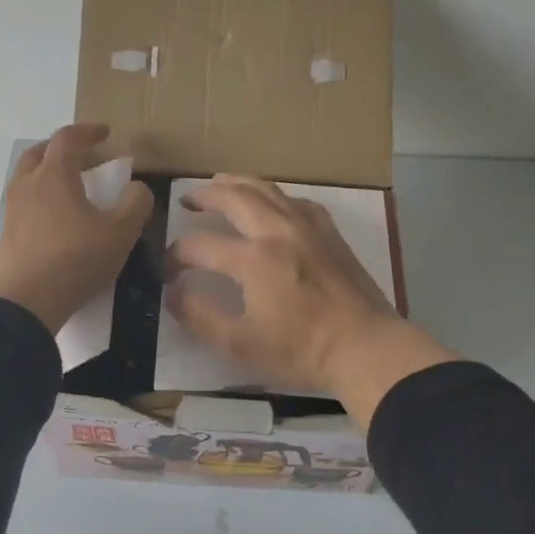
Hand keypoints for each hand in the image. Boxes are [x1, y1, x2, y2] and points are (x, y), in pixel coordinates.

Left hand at [0, 124, 154, 333]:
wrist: (27, 300)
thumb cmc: (77, 260)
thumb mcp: (121, 233)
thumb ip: (136, 204)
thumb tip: (137, 188)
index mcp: (54, 175)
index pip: (68, 138)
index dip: (88, 132)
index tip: (106, 133)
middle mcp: (28, 184)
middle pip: (40, 152)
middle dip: (63, 148)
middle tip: (84, 156)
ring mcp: (13, 208)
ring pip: (28, 176)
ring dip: (49, 172)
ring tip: (71, 186)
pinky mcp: (7, 233)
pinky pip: (24, 201)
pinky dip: (41, 196)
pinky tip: (56, 217)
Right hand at [165, 177, 455, 426]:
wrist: (366, 348)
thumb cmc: (302, 351)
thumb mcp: (241, 346)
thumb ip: (201, 317)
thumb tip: (174, 293)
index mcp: (253, 259)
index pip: (201, 245)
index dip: (176, 255)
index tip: (168, 269)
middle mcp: (278, 232)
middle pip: (234, 198)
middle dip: (204, 196)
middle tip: (187, 199)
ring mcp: (308, 228)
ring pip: (268, 190)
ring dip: (238, 183)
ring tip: (221, 182)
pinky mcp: (330, 234)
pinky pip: (298, 201)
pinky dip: (277, 196)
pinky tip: (274, 202)